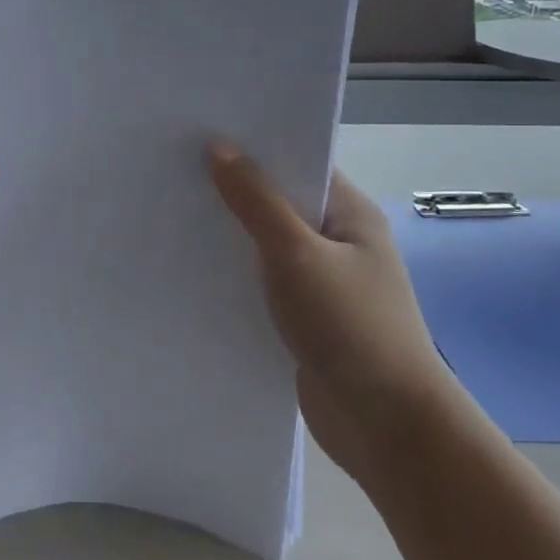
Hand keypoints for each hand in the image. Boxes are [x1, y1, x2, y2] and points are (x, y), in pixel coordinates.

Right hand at [207, 142, 452, 483]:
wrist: (386, 427)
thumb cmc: (350, 326)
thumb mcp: (297, 254)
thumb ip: (256, 202)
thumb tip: (220, 147)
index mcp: (350, 214)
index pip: (299, 163)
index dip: (255, 146)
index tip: (201, 132)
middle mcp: (338, 241)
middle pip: (279, 202)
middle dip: (234, 188)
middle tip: (174, 168)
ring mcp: (322, 281)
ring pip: (267, 245)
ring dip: (230, 234)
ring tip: (172, 211)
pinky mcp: (304, 318)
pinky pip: (263, 283)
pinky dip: (235, 274)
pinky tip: (193, 268)